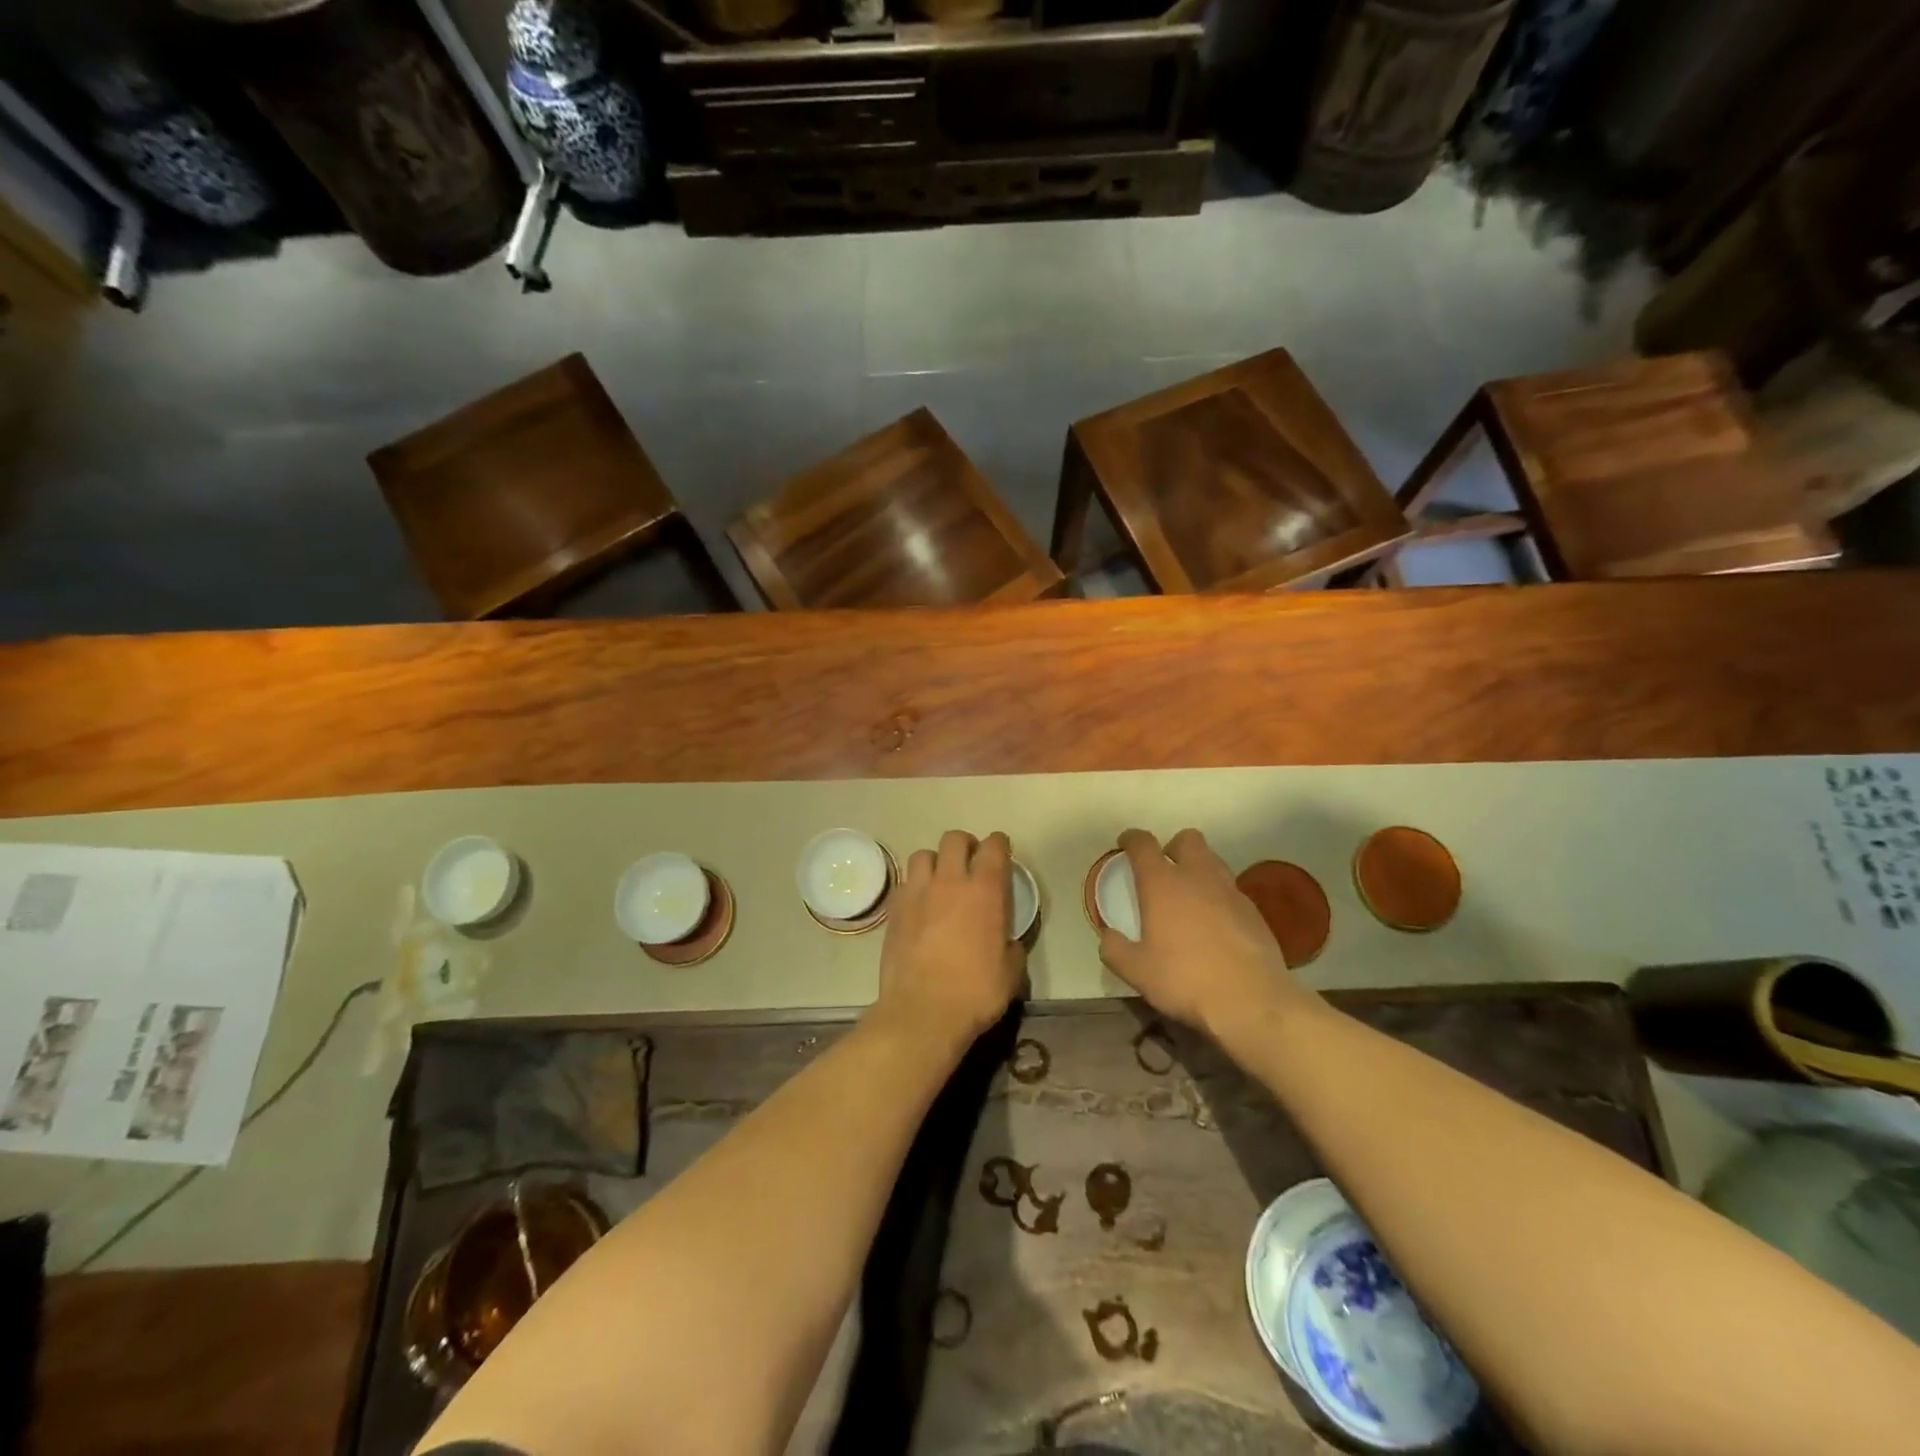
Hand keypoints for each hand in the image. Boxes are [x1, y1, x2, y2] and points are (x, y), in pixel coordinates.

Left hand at [876, 830, 1025, 1043]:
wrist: (922, 1012)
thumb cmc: (975, 992)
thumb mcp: (1011, 972)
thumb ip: (1011, 946)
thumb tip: (1006, 941)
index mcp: (984, 891)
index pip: (993, 847)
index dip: (999, 844)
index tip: (1001, 850)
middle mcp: (950, 882)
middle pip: (954, 839)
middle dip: (965, 845)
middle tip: (970, 863)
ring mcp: (917, 893)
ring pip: (923, 855)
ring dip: (935, 862)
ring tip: (940, 880)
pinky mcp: (894, 910)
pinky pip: (904, 883)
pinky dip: (914, 886)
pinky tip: (920, 905)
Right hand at [1098, 828, 1323, 1042]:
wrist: (1251, 1001)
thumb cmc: (1185, 979)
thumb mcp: (1136, 971)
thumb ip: (1115, 949)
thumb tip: (1108, 936)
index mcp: (1162, 884)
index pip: (1143, 844)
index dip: (1131, 839)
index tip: (1125, 845)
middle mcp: (1197, 876)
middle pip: (1187, 839)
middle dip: (1173, 847)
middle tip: (1164, 871)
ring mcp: (1230, 891)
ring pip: (1213, 861)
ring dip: (1198, 869)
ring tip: (1190, 897)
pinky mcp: (1254, 911)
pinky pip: (1231, 890)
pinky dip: (1219, 896)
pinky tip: (1215, 924)